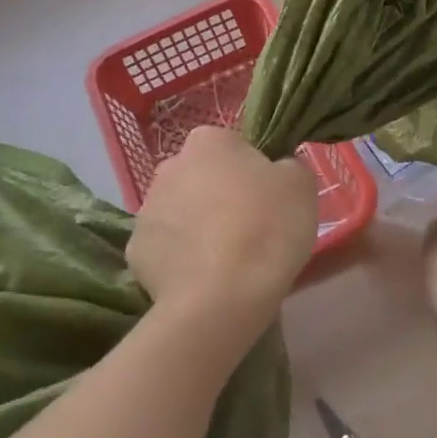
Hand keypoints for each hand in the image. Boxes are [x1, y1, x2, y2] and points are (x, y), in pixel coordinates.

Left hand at [127, 126, 317, 348]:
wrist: (223, 296)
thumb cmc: (267, 228)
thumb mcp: (301, 185)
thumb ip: (287, 167)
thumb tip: (276, 171)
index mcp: (208, 141)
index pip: (233, 146)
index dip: (253, 172)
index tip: (268, 200)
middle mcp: (169, 166)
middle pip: (201, 177)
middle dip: (219, 196)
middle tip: (250, 229)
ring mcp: (146, 209)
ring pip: (180, 212)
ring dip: (199, 227)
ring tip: (228, 260)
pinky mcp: (135, 251)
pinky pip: (166, 248)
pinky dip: (181, 259)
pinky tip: (203, 278)